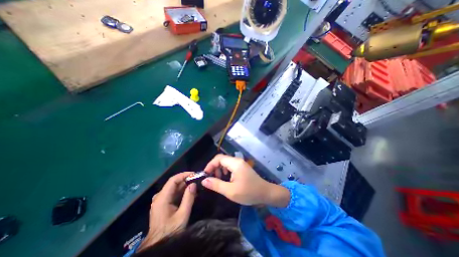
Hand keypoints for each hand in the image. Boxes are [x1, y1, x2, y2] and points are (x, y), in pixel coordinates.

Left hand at [140, 172, 197, 249]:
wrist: (158, 245)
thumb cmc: (170, 230)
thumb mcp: (182, 215)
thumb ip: (188, 198)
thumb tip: (193, 184)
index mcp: (162, 198)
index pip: (173, 180)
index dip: (184, 175)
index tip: (194, 174)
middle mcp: (159, 196)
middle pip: (173, 183)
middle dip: (186, 180)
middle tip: (197, 180)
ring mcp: (160, 200)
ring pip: (174, 188)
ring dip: (185, 186)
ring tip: (196, 185)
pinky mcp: (162, 204)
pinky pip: (173, 193)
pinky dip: (181, 192)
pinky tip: (190, 193)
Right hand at [201, 155, 287, 206]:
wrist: (265, 193)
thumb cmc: (249, 192)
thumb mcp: (230, 191)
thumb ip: (216, 184)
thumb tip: (204, 180)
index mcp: (235, 163)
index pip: (218, 158)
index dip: (210, 165)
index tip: (205, 174)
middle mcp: (237, 160)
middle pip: (222, 159)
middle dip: (214, 167)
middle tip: (211, 178)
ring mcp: (241, 163)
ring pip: (226, 162)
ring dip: (220, 169)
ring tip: (218, 179)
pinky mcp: (242, 167)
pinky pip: (230, 166)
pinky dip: (225, 171)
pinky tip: (226, 178)